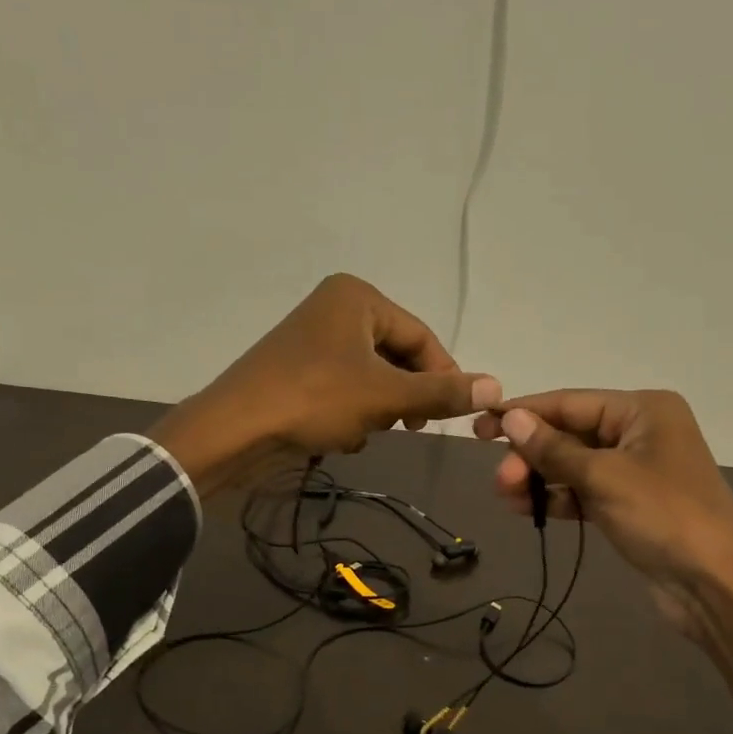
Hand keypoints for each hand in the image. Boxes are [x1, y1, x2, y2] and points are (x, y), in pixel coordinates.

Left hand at [151, 274, 500, 494]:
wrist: (236, 429)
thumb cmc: (315, 399)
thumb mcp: (386, 395)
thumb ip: (441, 392)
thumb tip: (496, 386)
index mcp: (357, 297)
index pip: (421, 336)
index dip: (443, 377)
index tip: (452, 414)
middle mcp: (335, 308)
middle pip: (395, 357)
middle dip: (402, 397)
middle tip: (405, 427)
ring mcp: (312, 339)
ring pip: (371, 378)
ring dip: (376, 410)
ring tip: (362, 431)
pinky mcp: (297, 370)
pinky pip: (343, 389)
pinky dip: (349, 414)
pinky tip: (337, 436)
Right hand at [474, 388, 732, 725]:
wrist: (713, 585)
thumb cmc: (663, 517)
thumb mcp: (603, 477)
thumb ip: (554, 448)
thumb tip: (512, 418)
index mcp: (644, 410)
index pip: (570, 403)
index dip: (524, 413)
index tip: (480, 425)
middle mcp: (642, 431)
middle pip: (571, 434)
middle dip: (532, 455)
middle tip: (499, 481)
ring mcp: (637, 470)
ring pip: (575, 465)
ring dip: (539, 478)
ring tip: (505, 496)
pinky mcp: (632, 504)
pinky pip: (585, 491)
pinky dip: (558, 498)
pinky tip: (527, 509)